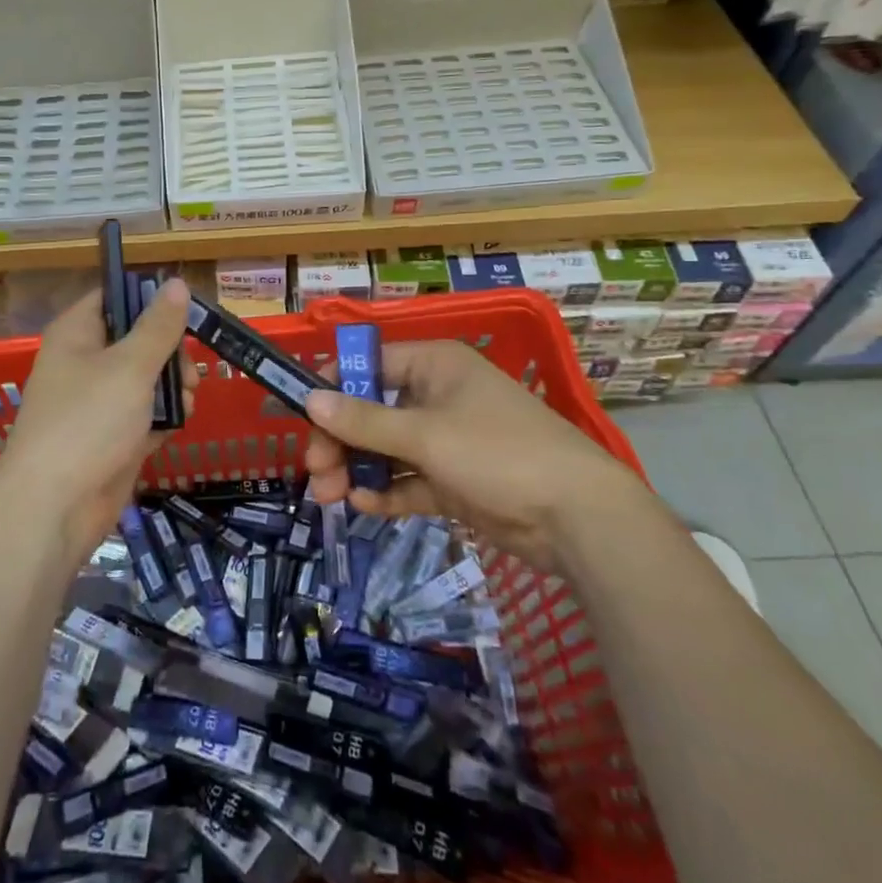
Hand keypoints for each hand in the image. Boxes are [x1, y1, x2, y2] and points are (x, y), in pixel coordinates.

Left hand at [0, 280, 198, 559]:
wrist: (54, 508)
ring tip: (187, 401)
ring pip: (144, 379)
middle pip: (136, 339)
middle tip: (188, 372)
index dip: (148, 300)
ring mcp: (96, 402)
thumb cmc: (88, 422)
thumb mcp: (130, 366)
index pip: (113, 296)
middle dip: (170, 352)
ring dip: (171, 387)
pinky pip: (142, 415)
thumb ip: (158, 326)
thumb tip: (176, 283)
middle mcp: (83, 362)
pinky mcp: (109, 437)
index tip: (183, 314)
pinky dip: (161, 418)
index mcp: (77, 333)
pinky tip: (178, 425)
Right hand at [303, 340, 646, 569]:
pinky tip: (363, 506)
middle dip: (341, 439)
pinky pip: (409, 479)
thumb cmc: (496, 452)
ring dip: (357, 469)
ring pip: (387, 448)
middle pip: (373, 410)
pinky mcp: (454, 480)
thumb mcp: (424, 434)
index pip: (370, 364)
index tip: (303, 415)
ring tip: (330, 497)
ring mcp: (447, 440)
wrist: (577, 518)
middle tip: (315, 472)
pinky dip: (386, 491)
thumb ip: (363, 421)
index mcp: (434, 365)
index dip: (335, 386)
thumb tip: (309, 399)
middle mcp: (437, 396)